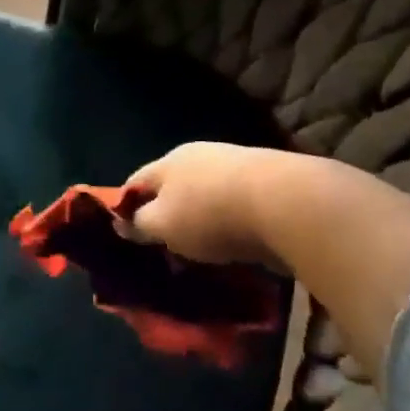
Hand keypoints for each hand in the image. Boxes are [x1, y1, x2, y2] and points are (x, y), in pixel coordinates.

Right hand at [115, 141, 294, 268]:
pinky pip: (234, 208)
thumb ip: (140, 225)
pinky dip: (227, 226)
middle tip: (161, 248)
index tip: (123, 234)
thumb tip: (122, 222)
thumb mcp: (163, 226)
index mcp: (169, 162)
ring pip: (205, 197)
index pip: (136, 182)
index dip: (124, 206)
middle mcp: (200, 157)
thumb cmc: (210, 214)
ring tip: (198, 253)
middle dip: (165, 216)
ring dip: (199, 222)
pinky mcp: (265, 186)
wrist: (287, 204)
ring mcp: (235, 169)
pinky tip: (231, 247)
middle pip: (172, 187)